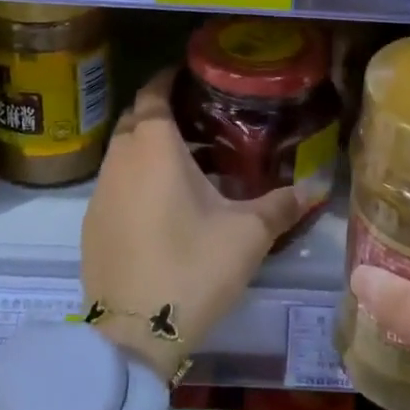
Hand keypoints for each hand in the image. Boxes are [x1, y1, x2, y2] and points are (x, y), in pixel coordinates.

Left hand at [81, 69, 303, 380]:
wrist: (134, 334)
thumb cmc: (192, 268)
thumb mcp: (248, 234)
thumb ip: (282, 204)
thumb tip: (318, 185)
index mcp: (154, 146)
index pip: (153, 93)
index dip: (167, 78)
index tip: (189, 75)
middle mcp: (120, 159)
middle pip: (134, 119)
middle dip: (160, 113)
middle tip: (198, 120)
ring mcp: (99, 193)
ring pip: (122, 153)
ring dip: (147, 149)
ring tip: (188, 163)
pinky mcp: (91, 224)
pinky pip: (114, 184)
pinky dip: (135, 179)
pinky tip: (163, 205)